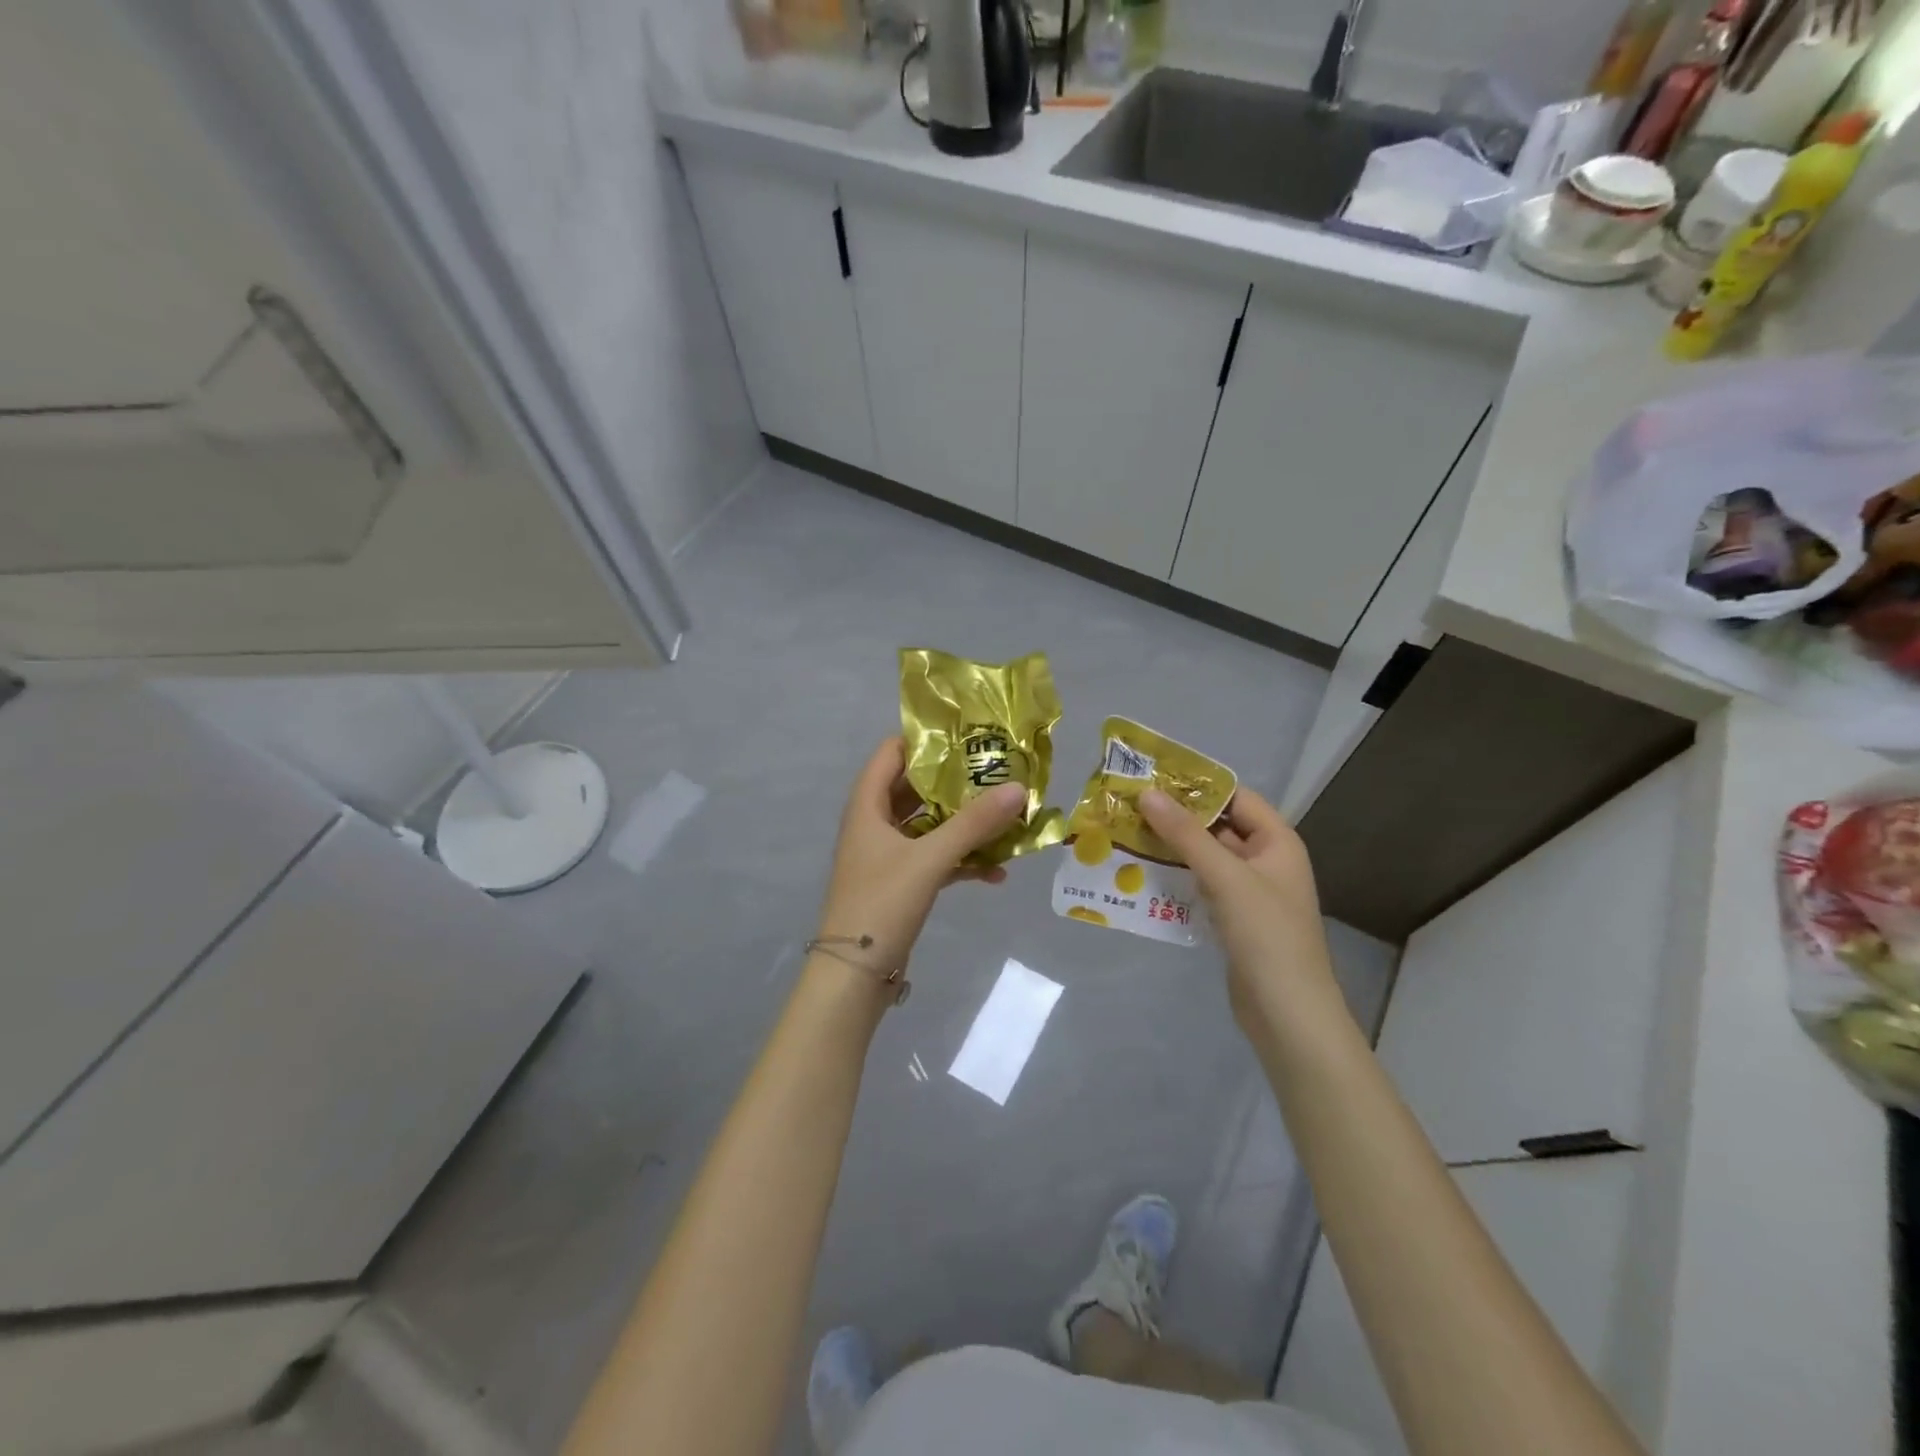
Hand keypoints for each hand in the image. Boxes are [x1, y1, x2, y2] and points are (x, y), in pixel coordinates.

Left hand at [814, 738, 1027, 978]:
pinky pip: (935, 859)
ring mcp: (887, 855)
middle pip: (915, 788)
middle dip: (955, 782)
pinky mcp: (901, 883)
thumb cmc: (882, 903)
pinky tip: (997, 872)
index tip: (968, 734)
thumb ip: (974, 824)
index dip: (926, 739)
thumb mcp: (930, 859)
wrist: (853, 975)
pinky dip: (961, 861)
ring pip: (929, 825)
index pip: (892, 752)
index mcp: (867, 805)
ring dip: (963, 823)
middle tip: (996, 771)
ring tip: (1005, 816)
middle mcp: (874, 823)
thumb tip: (1019, 788)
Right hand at [1139, 786, 1339, 1035]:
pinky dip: (1175, 878)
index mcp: (1276, 842)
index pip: (1235, 797)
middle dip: (1176, 817)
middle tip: (1128, 806)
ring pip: (1205, 858)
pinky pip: (1201, 887)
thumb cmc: (1266, 936)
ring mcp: (1249, 892)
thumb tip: (1148, 793)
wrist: (1288, 1014)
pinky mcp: (1233, 920)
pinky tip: (1141, 876)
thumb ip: (1186, 834)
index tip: (1152, 776)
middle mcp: (1265, 860)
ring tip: (1126, 835)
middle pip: (1217, 827)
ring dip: (1170, 848)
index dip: (1197, 785)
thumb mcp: (1225, 877)